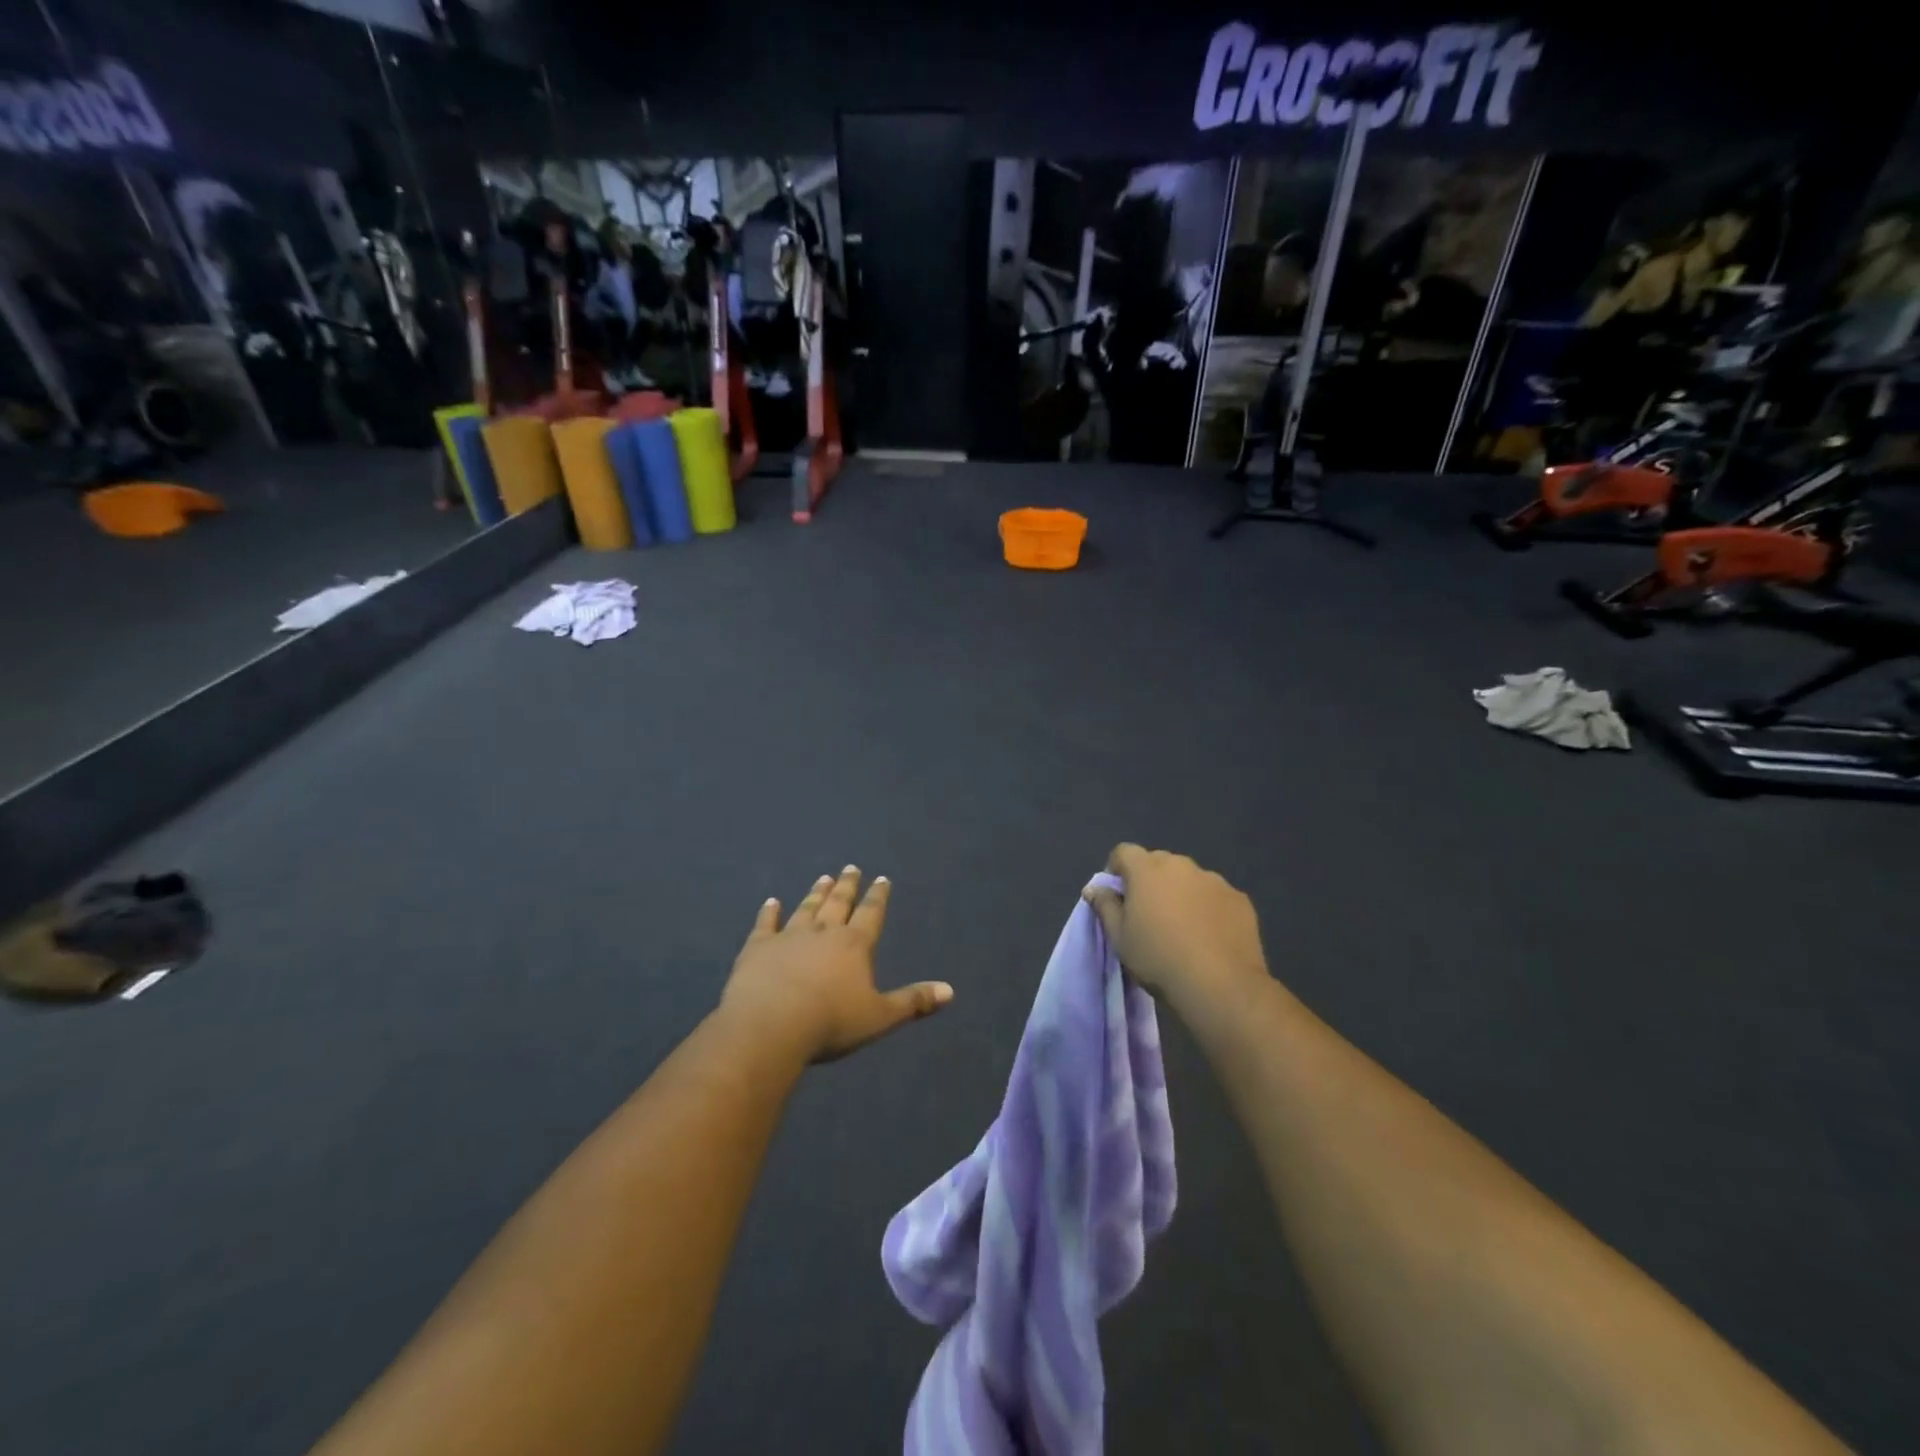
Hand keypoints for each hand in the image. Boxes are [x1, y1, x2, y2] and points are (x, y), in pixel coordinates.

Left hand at [720, 867, 952, 1063]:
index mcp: (855, 945)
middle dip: (847, 885)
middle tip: (851, 868)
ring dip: (816, 893)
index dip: (878, 897)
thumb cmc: (831, 1022)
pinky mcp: (758, 948)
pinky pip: (766, 924)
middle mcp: (824, 932)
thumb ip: (913, 1002)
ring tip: (823, 878)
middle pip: (838, 904)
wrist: (770, 1025)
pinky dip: (769, 912)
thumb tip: (950, 991)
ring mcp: (789, 937)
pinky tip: (771, 902)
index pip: (871, 914)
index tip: (882, 879)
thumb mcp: (879, 1016)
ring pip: (807, 908)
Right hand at [1084, 844, 1269, 1013]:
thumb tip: (1094, 888)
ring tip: (1183, 927)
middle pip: (1158, 862)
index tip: (1118, 896)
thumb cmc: (1158, 958)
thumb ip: (1105, 906)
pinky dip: (1208, 907)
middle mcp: (1182, 865)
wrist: (1219, 985)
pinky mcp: (1239, 899)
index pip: (1124, 852)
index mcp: (1148, 870)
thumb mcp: (1119, 937)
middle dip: (1150, 881)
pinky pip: (1215, 896)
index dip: (1117, 869)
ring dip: (1181, 892)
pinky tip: (1209, 936)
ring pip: (1189, 878)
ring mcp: (1214, 880)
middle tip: (1149, 914)